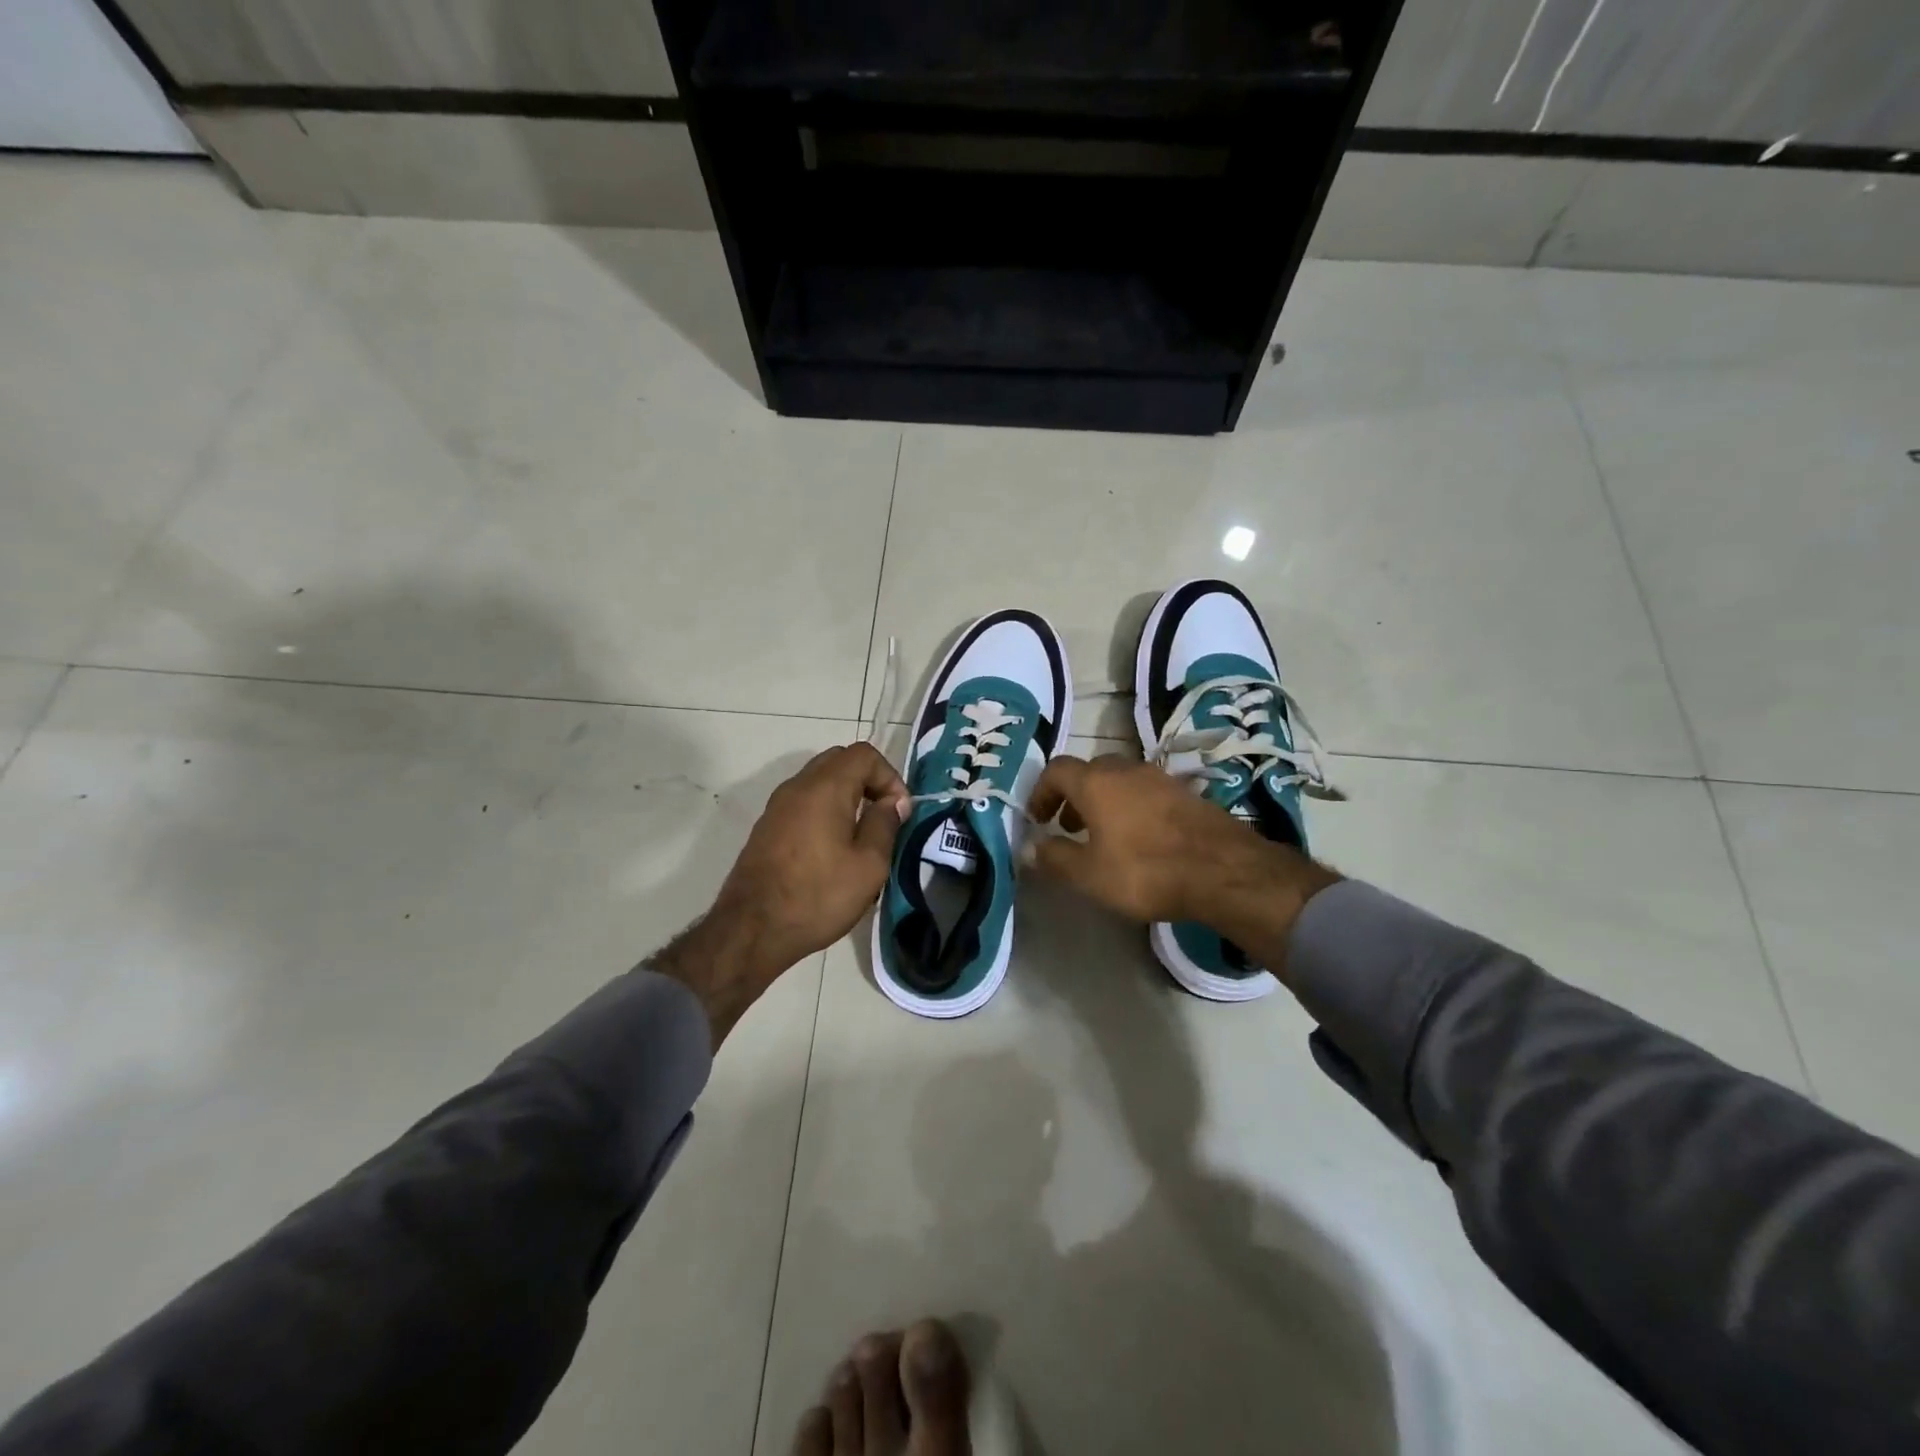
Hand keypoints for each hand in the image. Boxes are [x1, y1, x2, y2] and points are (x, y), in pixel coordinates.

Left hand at [714, 741, 909, 971]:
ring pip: (819, 780)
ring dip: (845, 795)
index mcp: (825, 788)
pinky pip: (803, 801)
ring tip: (860, 833)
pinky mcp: (766, 826)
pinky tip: (832, 847)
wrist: (752, 930)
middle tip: (883, 815)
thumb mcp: (869, 865)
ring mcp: (777, 805)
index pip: (864, 754)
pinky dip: (824, 808)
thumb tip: (893, 802)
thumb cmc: (818, 896)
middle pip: (839, 760)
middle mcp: (798, 786)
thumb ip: (885, 824)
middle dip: (868, 780)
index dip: (889, 776)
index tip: (899, 811)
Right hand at [1025, 756, 1339, 967]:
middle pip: (1090, 771)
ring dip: (1103, 802)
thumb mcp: (1089, 875)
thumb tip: (1030, 848)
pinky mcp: (1187, 793)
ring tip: (1103, 836)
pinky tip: (1140, 840)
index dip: (1041, 791)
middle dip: (1073, 796)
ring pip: (1120, 780)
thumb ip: (1055, 858)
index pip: (1056, 770)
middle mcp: (1126, 769)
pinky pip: (1146, 792)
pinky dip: (1131, 808)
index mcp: (1096, 782)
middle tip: (1068, 826)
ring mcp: (1160, 778)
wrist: (1224, 871)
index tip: (1038, 818)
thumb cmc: (1145, 871)